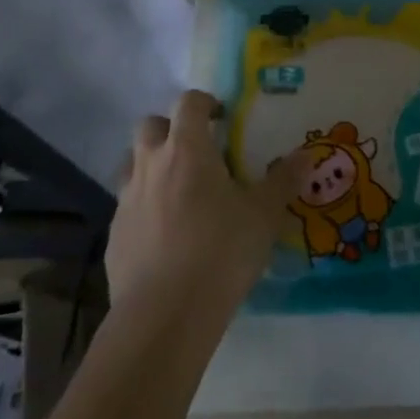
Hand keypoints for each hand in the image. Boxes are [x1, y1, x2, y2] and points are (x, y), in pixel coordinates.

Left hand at [105, 90, 304, 318]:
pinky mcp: (114, 235)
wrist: (164, 316)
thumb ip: (283, 181)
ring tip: (179, 189)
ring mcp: (126, 199)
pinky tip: (165, 233)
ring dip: (152, 164)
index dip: (205, 102)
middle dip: (171, 128)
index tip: (222, 117)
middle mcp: (150, 164)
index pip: (188, 103)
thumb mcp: (264, 215)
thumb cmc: (220, 252)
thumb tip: (305, 155)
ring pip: (132, 163)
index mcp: (187, 149)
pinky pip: (127, 205)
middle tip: (197, 150)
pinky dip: (144, 206)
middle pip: (149, 125)